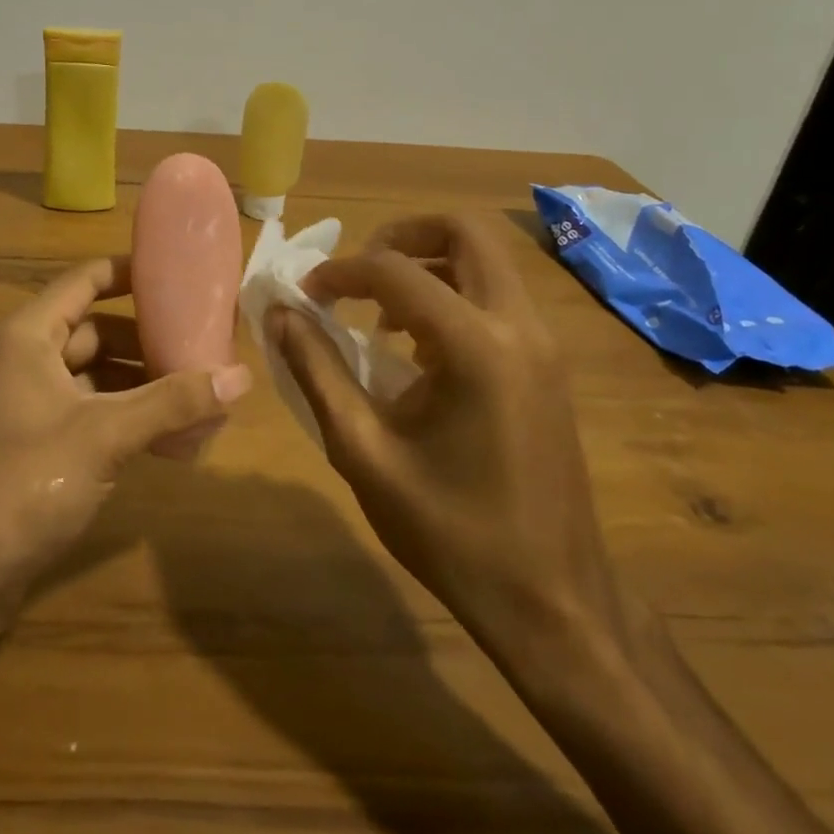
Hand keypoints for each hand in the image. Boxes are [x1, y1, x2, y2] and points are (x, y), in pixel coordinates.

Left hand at [0, 255, 251, 594]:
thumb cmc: (25, 482)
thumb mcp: (105, 434)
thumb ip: (173, 402)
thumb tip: (242, 375)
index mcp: (28, 336)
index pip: (85, 281)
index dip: (131, 273)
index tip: (181, 276)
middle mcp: (24, 358)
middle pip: (95, 329)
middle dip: (147, 337)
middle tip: (202, 341)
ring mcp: (28, 402)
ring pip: (95, 373)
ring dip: (140, 380)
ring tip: (197, 388)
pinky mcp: (36, 441)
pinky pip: (89, 409)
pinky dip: (125, 413)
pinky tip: (169, 433)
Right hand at [267, 213, 623, 677]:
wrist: (552, 601)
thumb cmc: (449, 532)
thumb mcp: (364, 451)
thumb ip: (317, 371)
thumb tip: (281, 314)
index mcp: (474, 346)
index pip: (394, 271)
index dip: (340, 272)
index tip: (306, 293)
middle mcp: (518, 326)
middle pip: (464, 232)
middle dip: (401, 236)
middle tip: (357, 275)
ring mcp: (542, 343)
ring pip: (486, 260)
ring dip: (428, 265)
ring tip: (381, 314)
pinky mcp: (548, 365)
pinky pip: (497, 297)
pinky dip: (452, 294)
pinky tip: (418, 348)